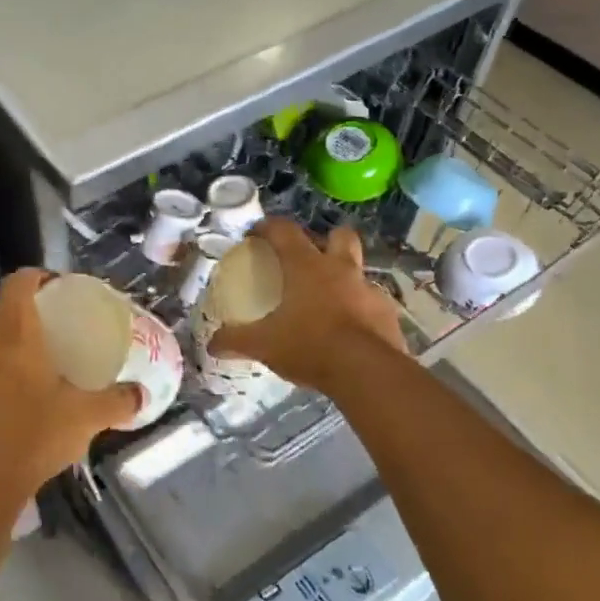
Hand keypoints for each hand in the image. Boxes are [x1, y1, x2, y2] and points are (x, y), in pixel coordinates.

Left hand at [0, 270, 140, 502]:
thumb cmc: (36, 435)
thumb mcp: (87, 417)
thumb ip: (118, 401)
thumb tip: (142, 395)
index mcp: (17, 337)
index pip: (17, 284)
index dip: (36, 275)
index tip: (60, 285)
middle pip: (3, 307)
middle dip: (29, 305)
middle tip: (60, 318)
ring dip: (15, 335)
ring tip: (47, 354)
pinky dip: (6, 365)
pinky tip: (29, 391)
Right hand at [208, 219, 405, 395]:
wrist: (367, 373)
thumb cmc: (309, 345)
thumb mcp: (264, 345)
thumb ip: (236, 340)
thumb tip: (212, 344)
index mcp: (306, 266)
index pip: (285, 231)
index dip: (268, 227)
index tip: (255, 235)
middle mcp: (340, 269)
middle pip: (339, 235)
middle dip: (325, 239)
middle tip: (309, 258)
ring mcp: (369, 290)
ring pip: (359, 270)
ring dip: (345, 278)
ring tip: (329, 300)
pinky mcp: (388, 315)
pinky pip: (372, 304)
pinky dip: (360, 311)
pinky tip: (350, 331)